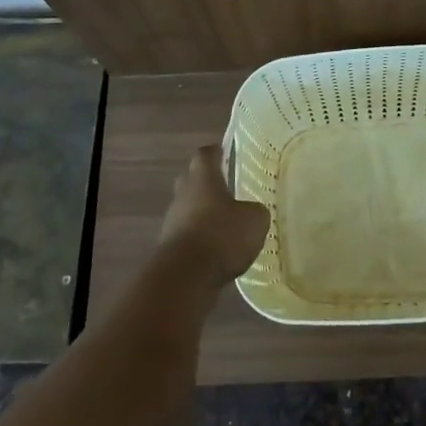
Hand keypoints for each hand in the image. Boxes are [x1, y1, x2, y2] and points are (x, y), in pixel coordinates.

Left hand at [157, 145, 271, 283]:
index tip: (227, 150)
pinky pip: (188, 232)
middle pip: (191, 178)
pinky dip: (201, 235)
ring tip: (226, 220)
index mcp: (203, 178)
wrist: (186, 275)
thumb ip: (255, 210)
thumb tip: (252, 211)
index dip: (217, 151)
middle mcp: (184, 193)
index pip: (206, 154)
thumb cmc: (222, 235)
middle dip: (207, 180)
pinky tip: (217, 246)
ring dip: (203, 211)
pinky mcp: (170, 246)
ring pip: (188, 206)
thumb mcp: (255, 219)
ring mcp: (173, 220)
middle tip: (227, 185)